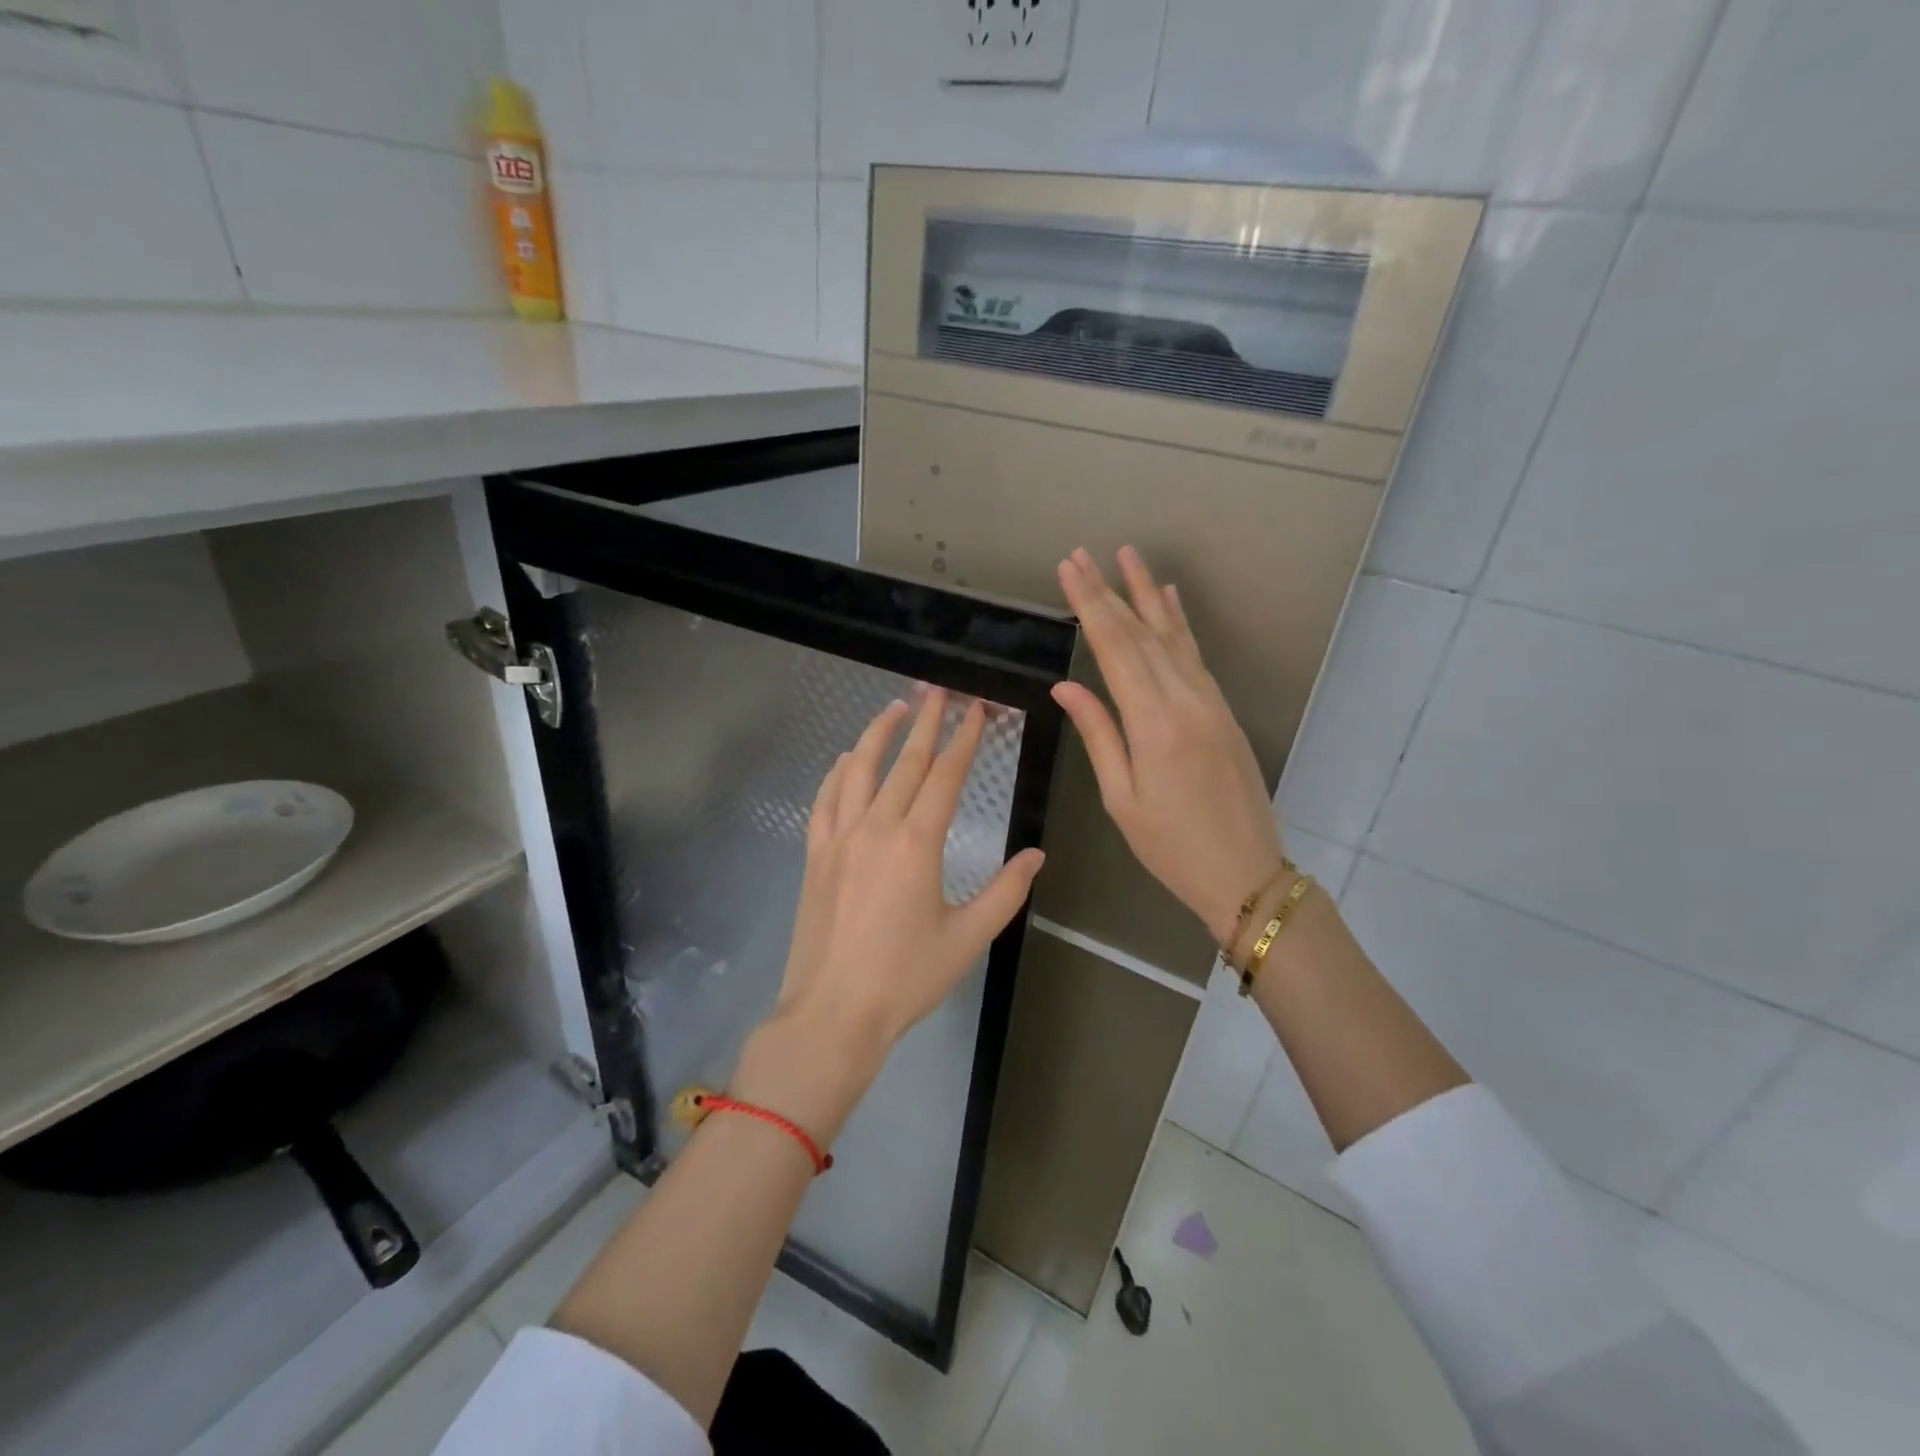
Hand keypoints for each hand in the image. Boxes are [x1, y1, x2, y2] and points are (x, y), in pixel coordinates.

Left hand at [736, 690, 1046, 1142]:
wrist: (832, 1013)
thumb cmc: (906, 978)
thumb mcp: (967, 938)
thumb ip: (1005, 892)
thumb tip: (1036, 855)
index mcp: (916, 844)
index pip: (944, 776)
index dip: (963, 739)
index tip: (976, 709)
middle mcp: (875, 828)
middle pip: (904, 762)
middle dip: (926, 721)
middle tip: (938, 689)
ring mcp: (839, 839)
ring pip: (858, 771)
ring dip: (878, 734)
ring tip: (895, 706)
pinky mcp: (815, 856)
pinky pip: (825, 801)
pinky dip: (837, 773)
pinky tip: (846, 760)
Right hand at [1053, 546, 1286, 947]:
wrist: (1246, 874)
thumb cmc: (1171, 847)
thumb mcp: (1122, 799)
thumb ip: (1099, 735)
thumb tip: (1066, 686)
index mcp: (1155, 724)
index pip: (1115, 649)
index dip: (1090, 606)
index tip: (1069, 570)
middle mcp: (1186, 700)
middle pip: (1141, 634)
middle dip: (1109, 591)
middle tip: (1082, 554)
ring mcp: (1210, 702)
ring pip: (1173, 637)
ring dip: (1146, 595)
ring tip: (1127, 556)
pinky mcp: (1223, 711)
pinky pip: (1196, 656)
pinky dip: (1180, 623)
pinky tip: (1170, 600)